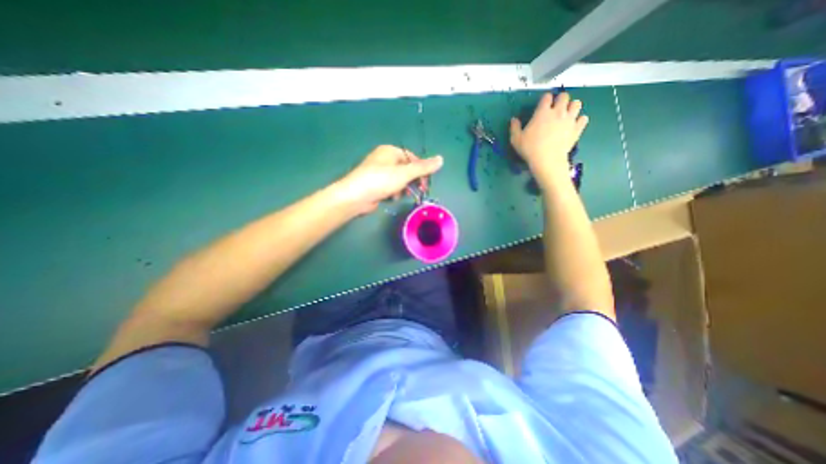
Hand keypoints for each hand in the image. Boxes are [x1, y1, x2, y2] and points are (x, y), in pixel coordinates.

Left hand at [333, 146, 441, 213]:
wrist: (356, 196)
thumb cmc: (381, 180)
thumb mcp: (405, 173)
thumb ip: (423, 167)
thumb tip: (441, 159)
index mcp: (390, 151)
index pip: (412, 158)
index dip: (421, 170)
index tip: (425, 182)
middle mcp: (384, 159)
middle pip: (406, 169)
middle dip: (412, 181)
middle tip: (417, 190)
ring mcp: (379, 172)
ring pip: (399, 179)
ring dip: (403, 188)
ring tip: (401, 195)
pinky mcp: (375, 184)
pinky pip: (390, 186)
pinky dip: (394, 192)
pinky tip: (393, 198)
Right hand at [511, 93, 586, 185]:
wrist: (547, 160)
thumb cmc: (530, 149)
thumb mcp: (516, 139)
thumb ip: (515, 128)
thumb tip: (513, 119)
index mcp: (542, 112)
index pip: (547, 97)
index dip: (545, 99)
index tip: (542, 105)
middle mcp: (558, 112)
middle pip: (564, 96)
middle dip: (560, 99)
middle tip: (556, 108)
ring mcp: (569, 120)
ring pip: (577, 103)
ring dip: (572, 107)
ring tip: (566, 114)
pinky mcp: (577, 129)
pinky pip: (583, 118)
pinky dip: (579, 120)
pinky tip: (573, 125)